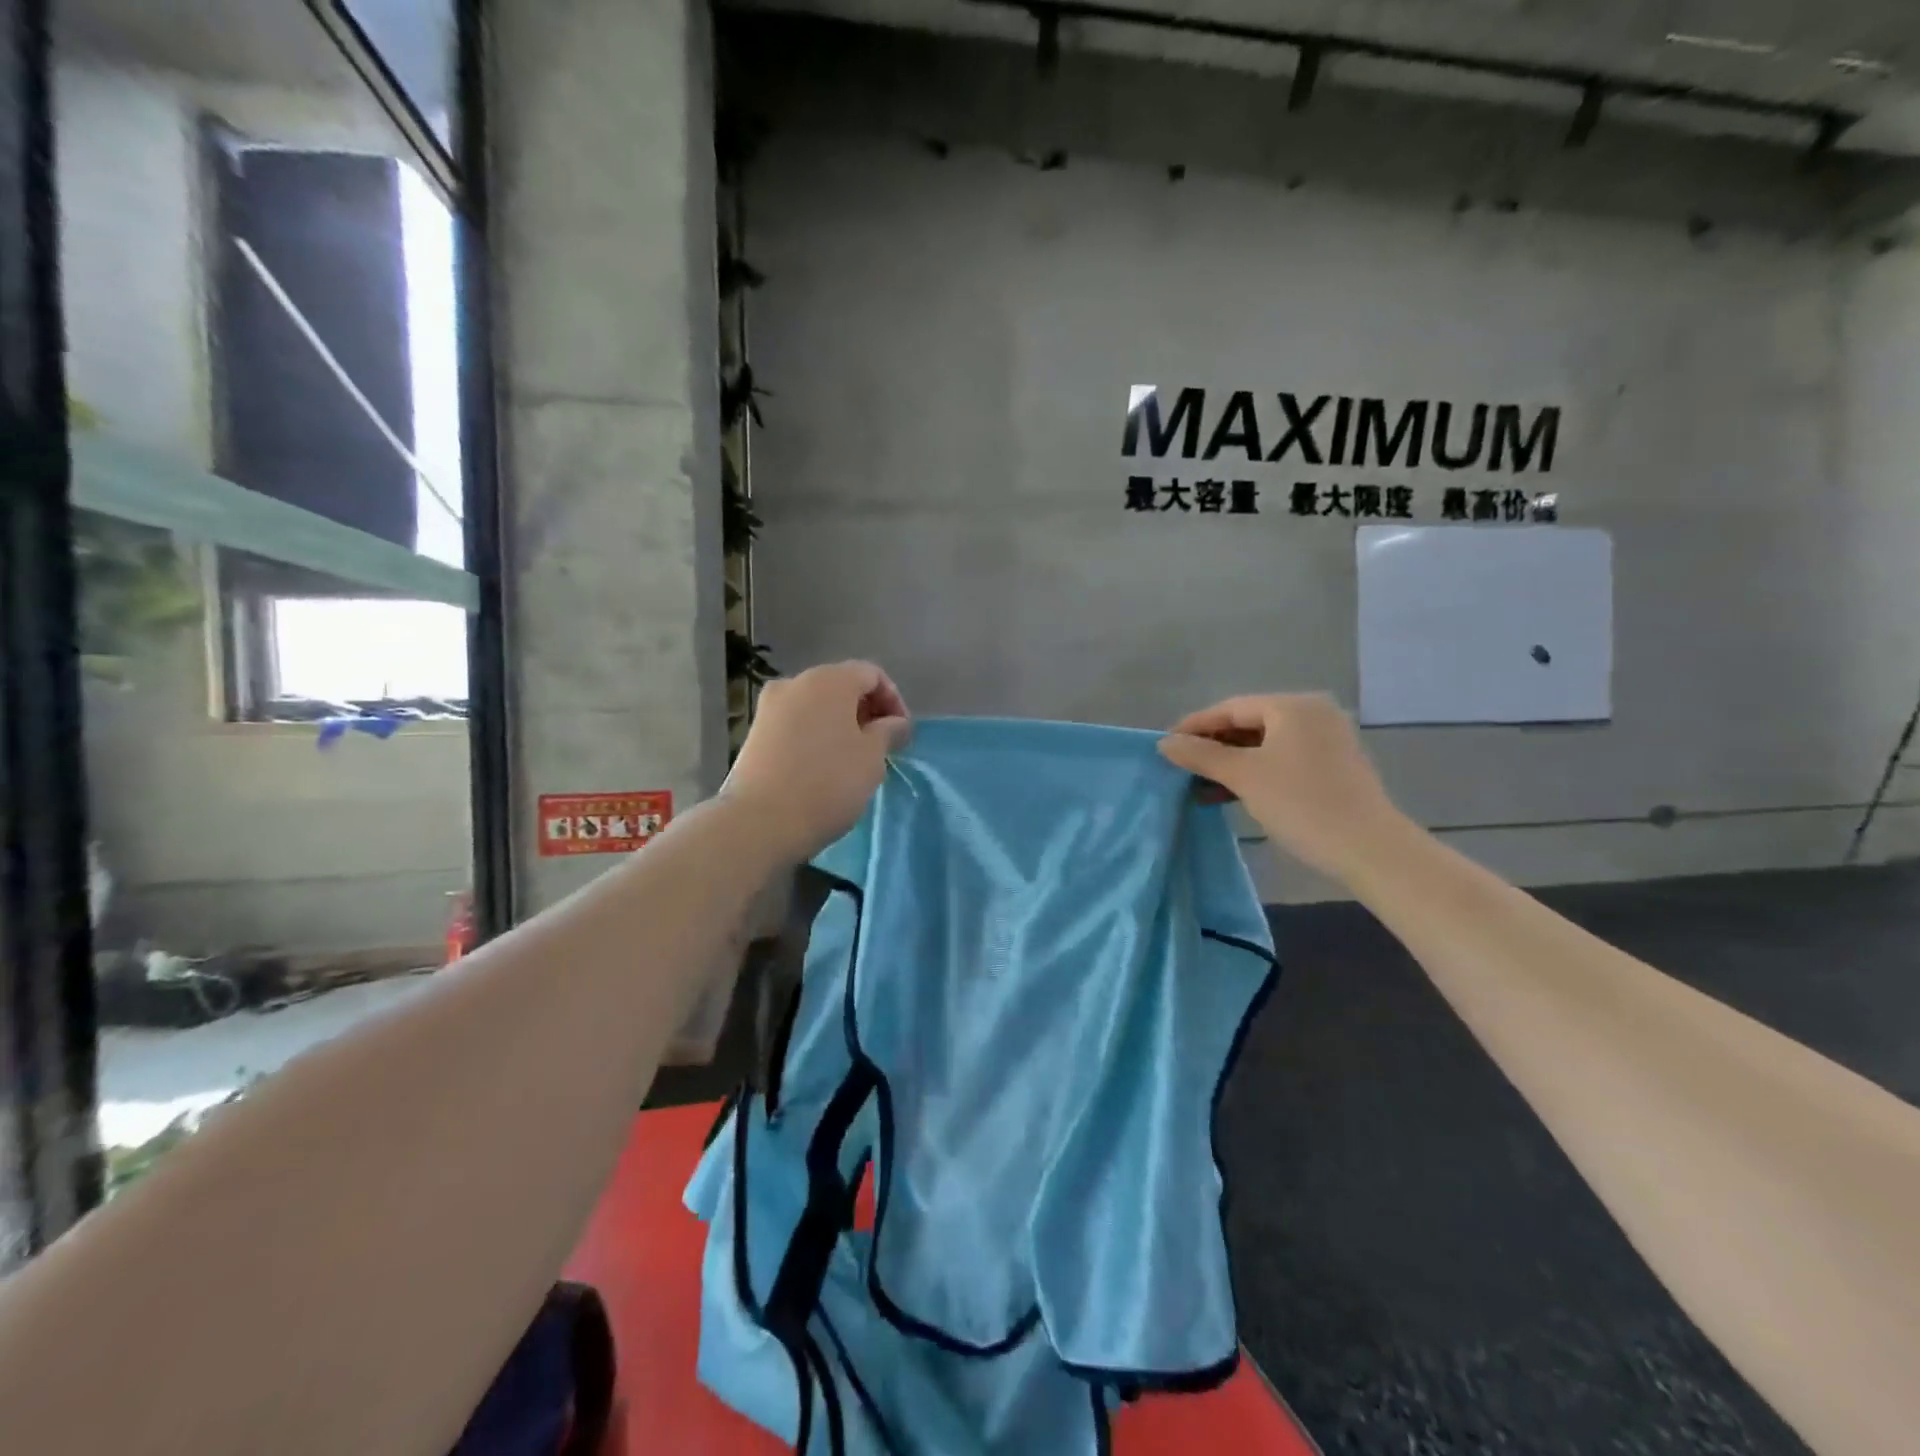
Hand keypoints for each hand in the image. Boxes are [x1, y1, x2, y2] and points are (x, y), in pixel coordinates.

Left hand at [722, 661, 910, 860]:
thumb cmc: (828, 783)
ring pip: (816, 706)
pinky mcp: (755, 733)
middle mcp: (796, 682)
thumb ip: (889, 731)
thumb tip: (896, 723)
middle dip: (866, 711)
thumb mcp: (872, 757)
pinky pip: (796, 724)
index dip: (894, 700)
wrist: (761, 821)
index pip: (871, 674)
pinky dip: (815, 736)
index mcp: (829, 680)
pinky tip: (822, 767)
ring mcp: (770, 707)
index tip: (902, 734)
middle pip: (841, 686)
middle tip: (881, 746)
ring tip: (853, 759)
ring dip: (840, 725)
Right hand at [1158, 694, 1408, 882]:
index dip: (1194, 727)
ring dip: (1231, 763)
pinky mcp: (1332, 766)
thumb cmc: (1301, 803)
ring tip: (1199, 785)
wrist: (1370, 849)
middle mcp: (1313, 714)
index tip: (1165, 747)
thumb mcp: (1244, 777)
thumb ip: (1201, 756)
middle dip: (1213, 747)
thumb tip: (1164, 743)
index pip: (1230, 708)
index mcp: (1292, 706)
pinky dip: (1254, 773)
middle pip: (1248, 723)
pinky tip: (1229, 793)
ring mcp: (1326, 740)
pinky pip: (1282, 759)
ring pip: (1264, 745)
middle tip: (1181, 768)